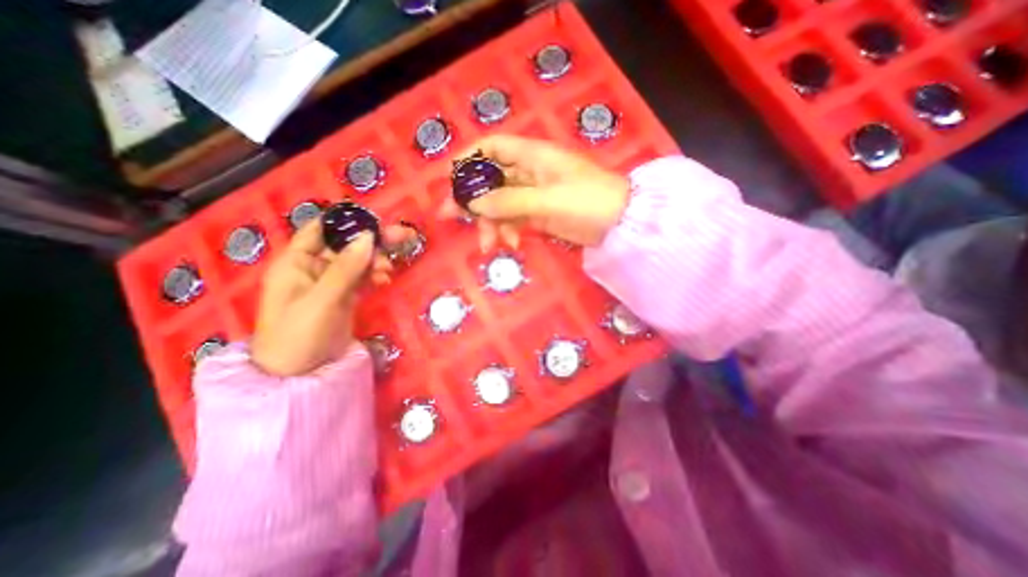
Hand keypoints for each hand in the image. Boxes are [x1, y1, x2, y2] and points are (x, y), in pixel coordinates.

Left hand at [247, 221, 409, 377]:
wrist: (300, 374)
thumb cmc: (299, 335)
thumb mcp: (322, 300)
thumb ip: (346, 269)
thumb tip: (369, 237)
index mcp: (296, 262)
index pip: (320, 229)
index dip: (345, 221)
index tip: (374, 219)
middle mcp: (313, 267)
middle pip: (346, 244)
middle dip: (372, 240)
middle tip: (403, 235)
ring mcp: (330, 282)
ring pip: (358, 260)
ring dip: (376, 260)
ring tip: (388, 270)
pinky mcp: (345, 295)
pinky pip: (363, 277)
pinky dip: (375, 275)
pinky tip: (385, 279)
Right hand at [437, 137, 629, 252]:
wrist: (621, 223)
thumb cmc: (590, 201)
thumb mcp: (549, 200)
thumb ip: (510, 201)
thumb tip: (473, 203)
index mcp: (533, 156)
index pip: (492, 147)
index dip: (469, 158)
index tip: (449, 178)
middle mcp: (529, 172)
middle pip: (490, 179)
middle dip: (471, 198)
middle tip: (449, 216)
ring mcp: (534, 194)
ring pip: (501, 204)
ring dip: (491, 223)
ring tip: (490, 245)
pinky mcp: (539, 214)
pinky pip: (514, 219)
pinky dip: (509, 230)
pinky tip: (512, 243)